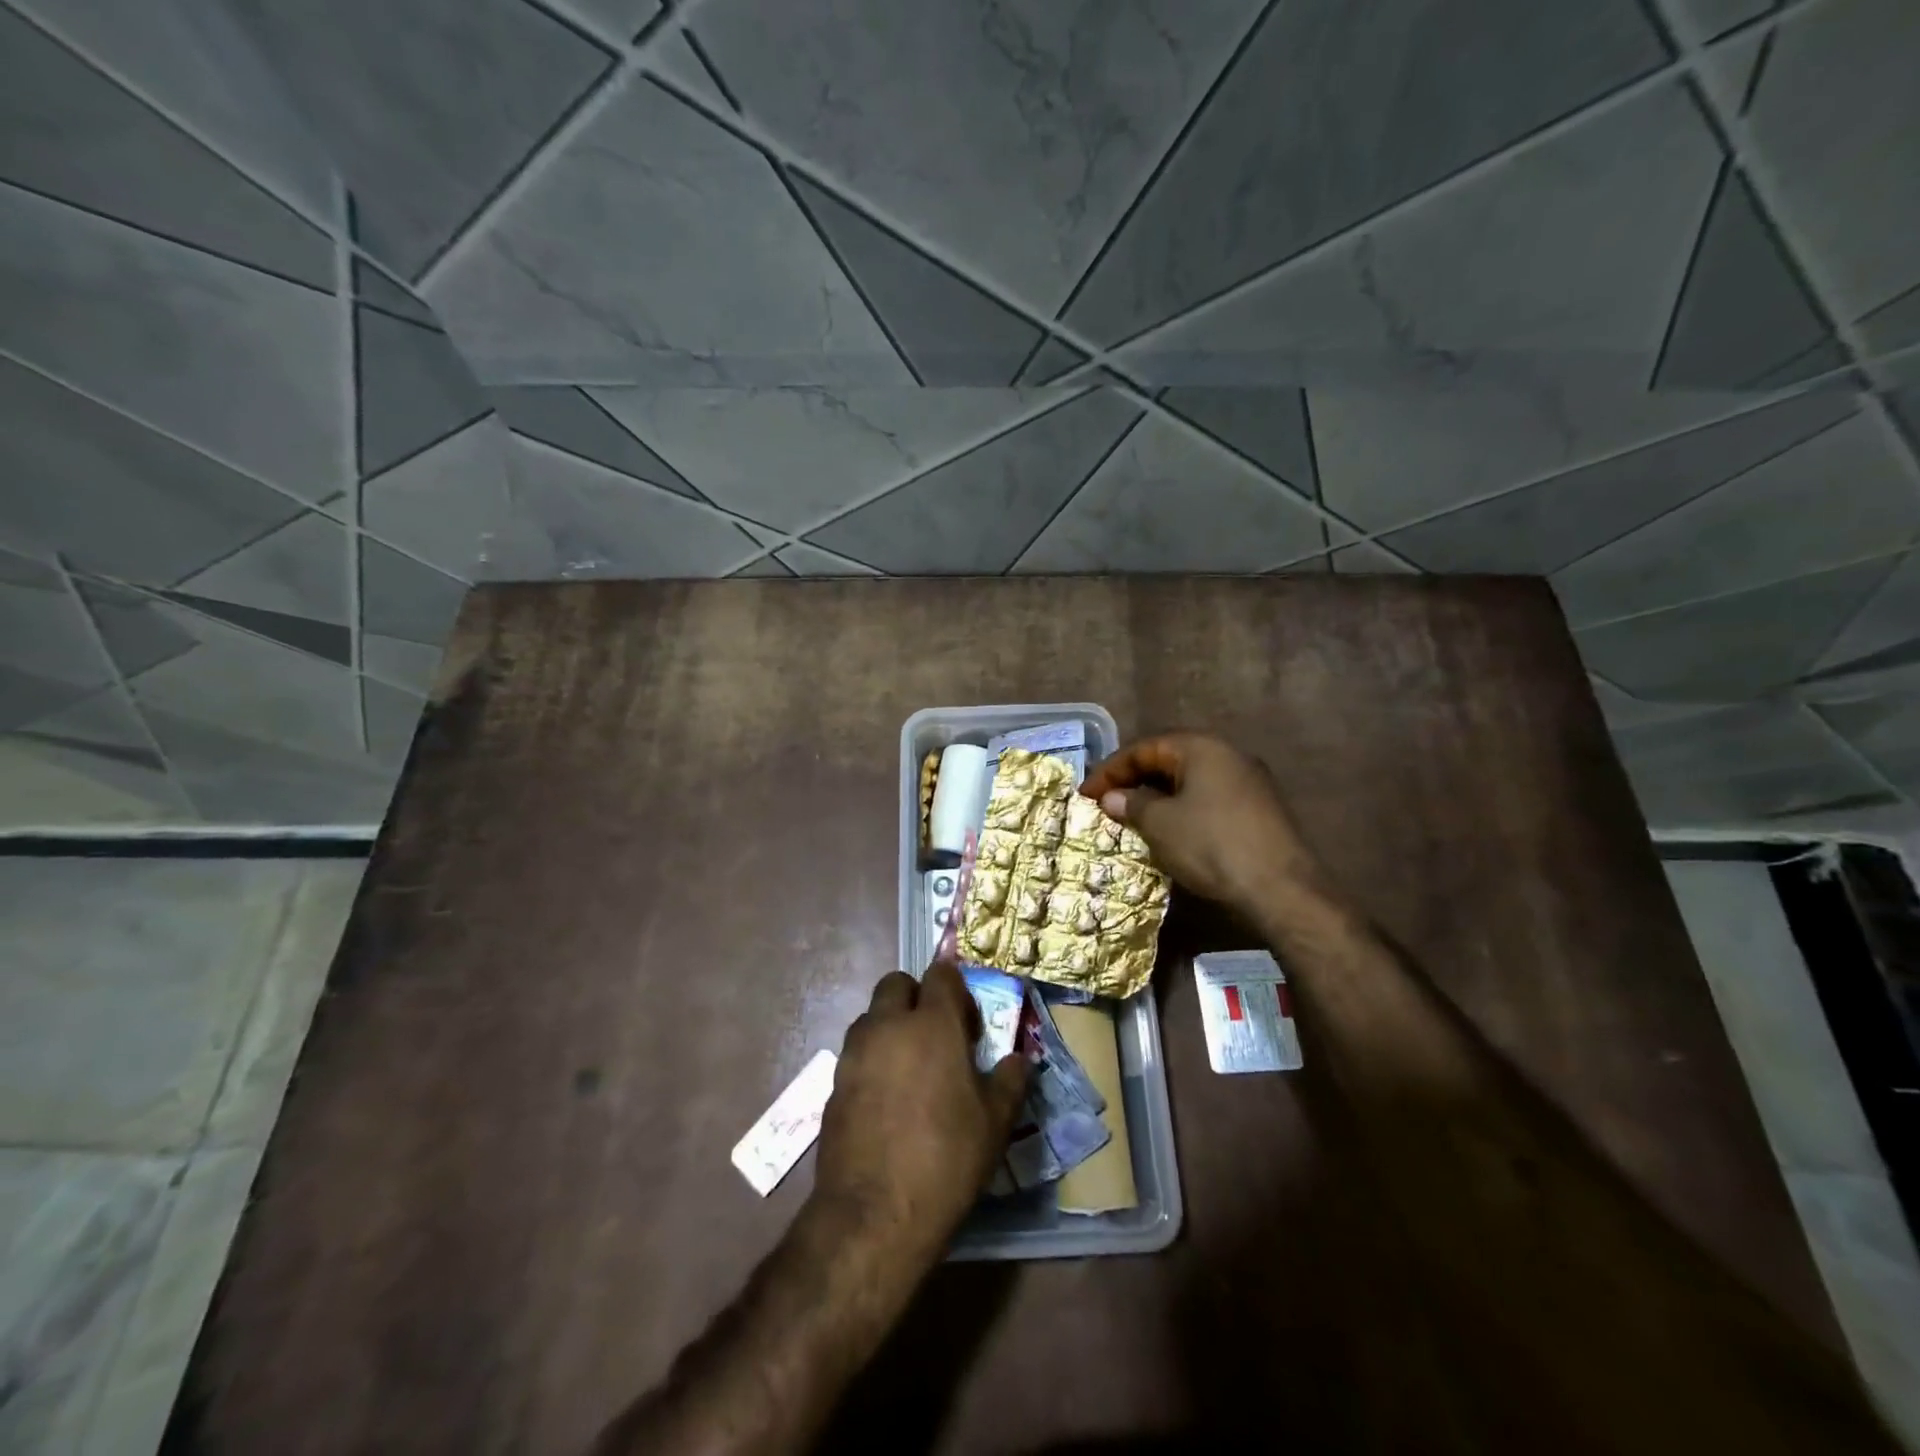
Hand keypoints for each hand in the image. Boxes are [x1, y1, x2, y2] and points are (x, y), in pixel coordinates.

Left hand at [812, 961, 1027, 1267]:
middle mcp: (888, 1025)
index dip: (956, 988)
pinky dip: (873, 1059)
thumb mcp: (995, 1123)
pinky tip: (888, 1100)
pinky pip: (856, 1052)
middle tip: (937, 1036)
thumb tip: (1018, 1060)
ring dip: (891, 1026)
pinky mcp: (834, 1082)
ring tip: (911, 1070)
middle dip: (916, 997)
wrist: (873, 1214)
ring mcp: (855, 1052)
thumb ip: (1009, 1081)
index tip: (967, 1021)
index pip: (941, 974)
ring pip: (872, 1016)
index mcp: (932, 1024)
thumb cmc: (945, 1160)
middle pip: (897, 983)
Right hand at [1081, 732, 1325, 914]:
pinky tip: (1169, 832)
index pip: (1144, 747)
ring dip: (1157, 797)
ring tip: (1131, 818)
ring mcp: (1248, 782)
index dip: (1110, 770)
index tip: (1086, 794)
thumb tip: (1112, 798)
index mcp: (1202, 747)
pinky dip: (1181, 809)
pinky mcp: (1258, 809)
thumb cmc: (1211, 845)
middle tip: (1106, 803)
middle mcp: (1227, 754)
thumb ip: (1132, 804)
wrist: (1280, 888)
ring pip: (1189, 781)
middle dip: (1133, 780)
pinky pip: (1208, 799)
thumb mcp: (1161, 824)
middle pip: (1169, 759)